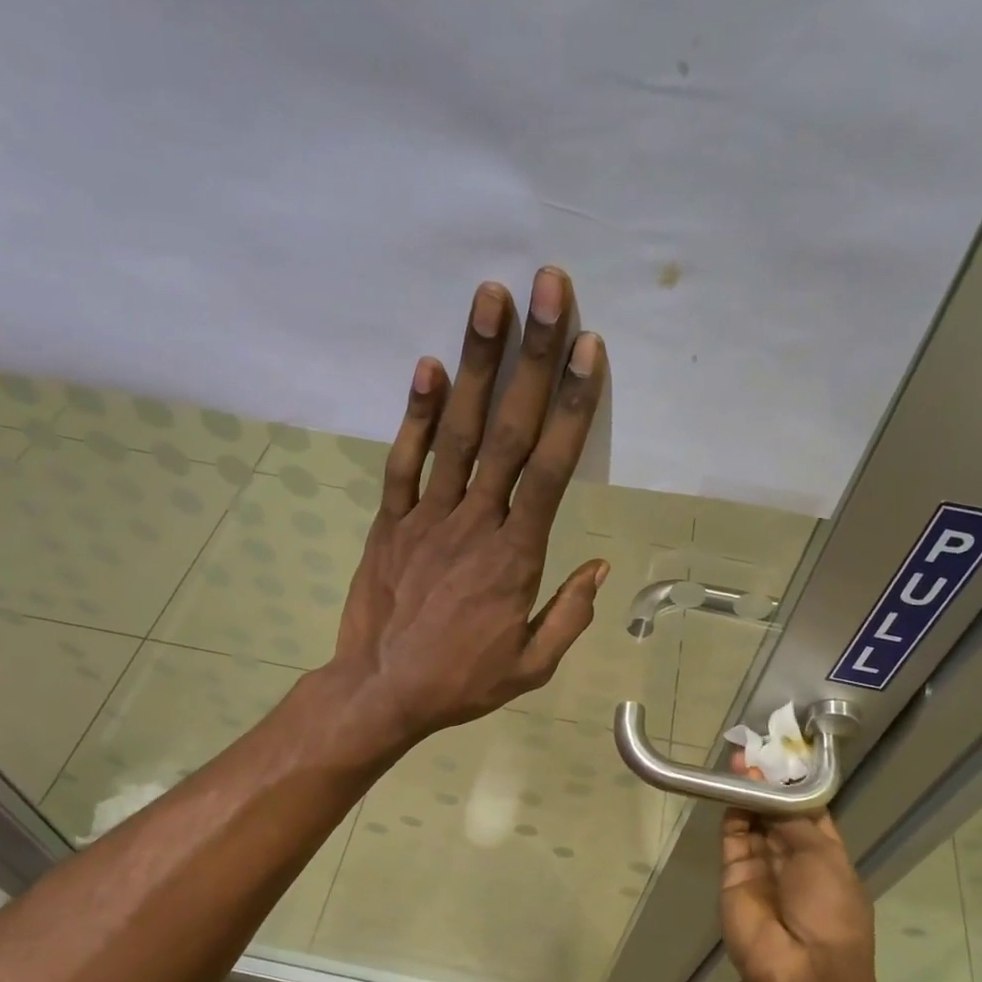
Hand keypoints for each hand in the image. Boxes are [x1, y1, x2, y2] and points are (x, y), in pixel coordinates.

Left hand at [328, 267, 609, 748]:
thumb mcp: (530, 666)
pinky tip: (428, 367)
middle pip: (509, 431)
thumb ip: (569, 615)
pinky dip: (416, 415)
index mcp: (516, 556)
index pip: (551, 469)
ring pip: (458, 433)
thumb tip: (601, 566)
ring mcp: (427, 517)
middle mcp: (475, 523)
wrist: (381, 692)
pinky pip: (403, 463)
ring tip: (489, 299)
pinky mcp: (389, 523)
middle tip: (548, 288)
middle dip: (532, 356)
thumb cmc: (461, 682)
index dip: (571, 405)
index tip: (587, 347)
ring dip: (476, 364)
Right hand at [720, 755, 877, 981]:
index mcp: (825, 854)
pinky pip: (732, 839)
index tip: (781, 754)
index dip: (794, 784)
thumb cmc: (829, 910)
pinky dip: (731, 814)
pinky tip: (731, 787)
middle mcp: (792, 858)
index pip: (807, 810)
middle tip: (754, 751)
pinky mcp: (734, 876)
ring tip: (739, 761)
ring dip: (747, 793)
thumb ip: (794, 819)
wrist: (802, 969)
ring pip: (752, 822)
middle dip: (767, 784)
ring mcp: (762, 868)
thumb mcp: (824, 857)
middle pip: (776, 813)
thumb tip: (772, 788)